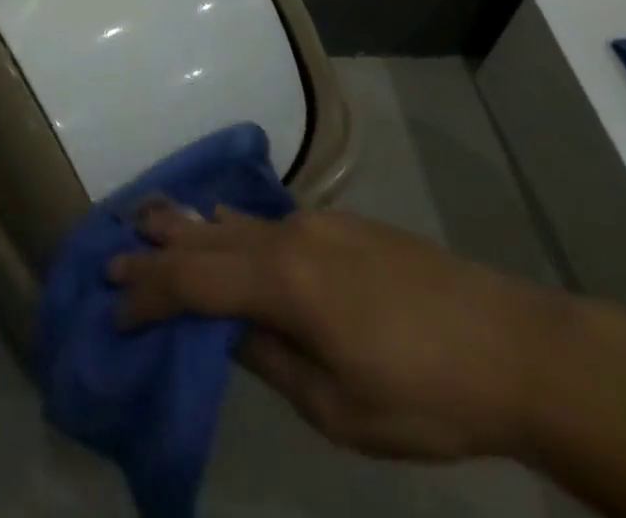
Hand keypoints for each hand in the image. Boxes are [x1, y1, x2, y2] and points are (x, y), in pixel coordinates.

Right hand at [110, 207, 566, 461]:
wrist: (513, 344)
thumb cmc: (427, 394)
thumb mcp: (340, 408)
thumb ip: (271, 360)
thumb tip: (225, 331)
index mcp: (284, 282)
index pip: (195, 282)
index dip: (149, 294)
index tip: (113, 306)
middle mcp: (290, 237)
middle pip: (207, 238)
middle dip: (157, 248)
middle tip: (111, 250)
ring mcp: (317, 224)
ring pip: (236, 221)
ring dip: (189, 226)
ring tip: (148, 218)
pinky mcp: (341, 224)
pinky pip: (266, 221)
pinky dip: (229, 225)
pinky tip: (220, 224)